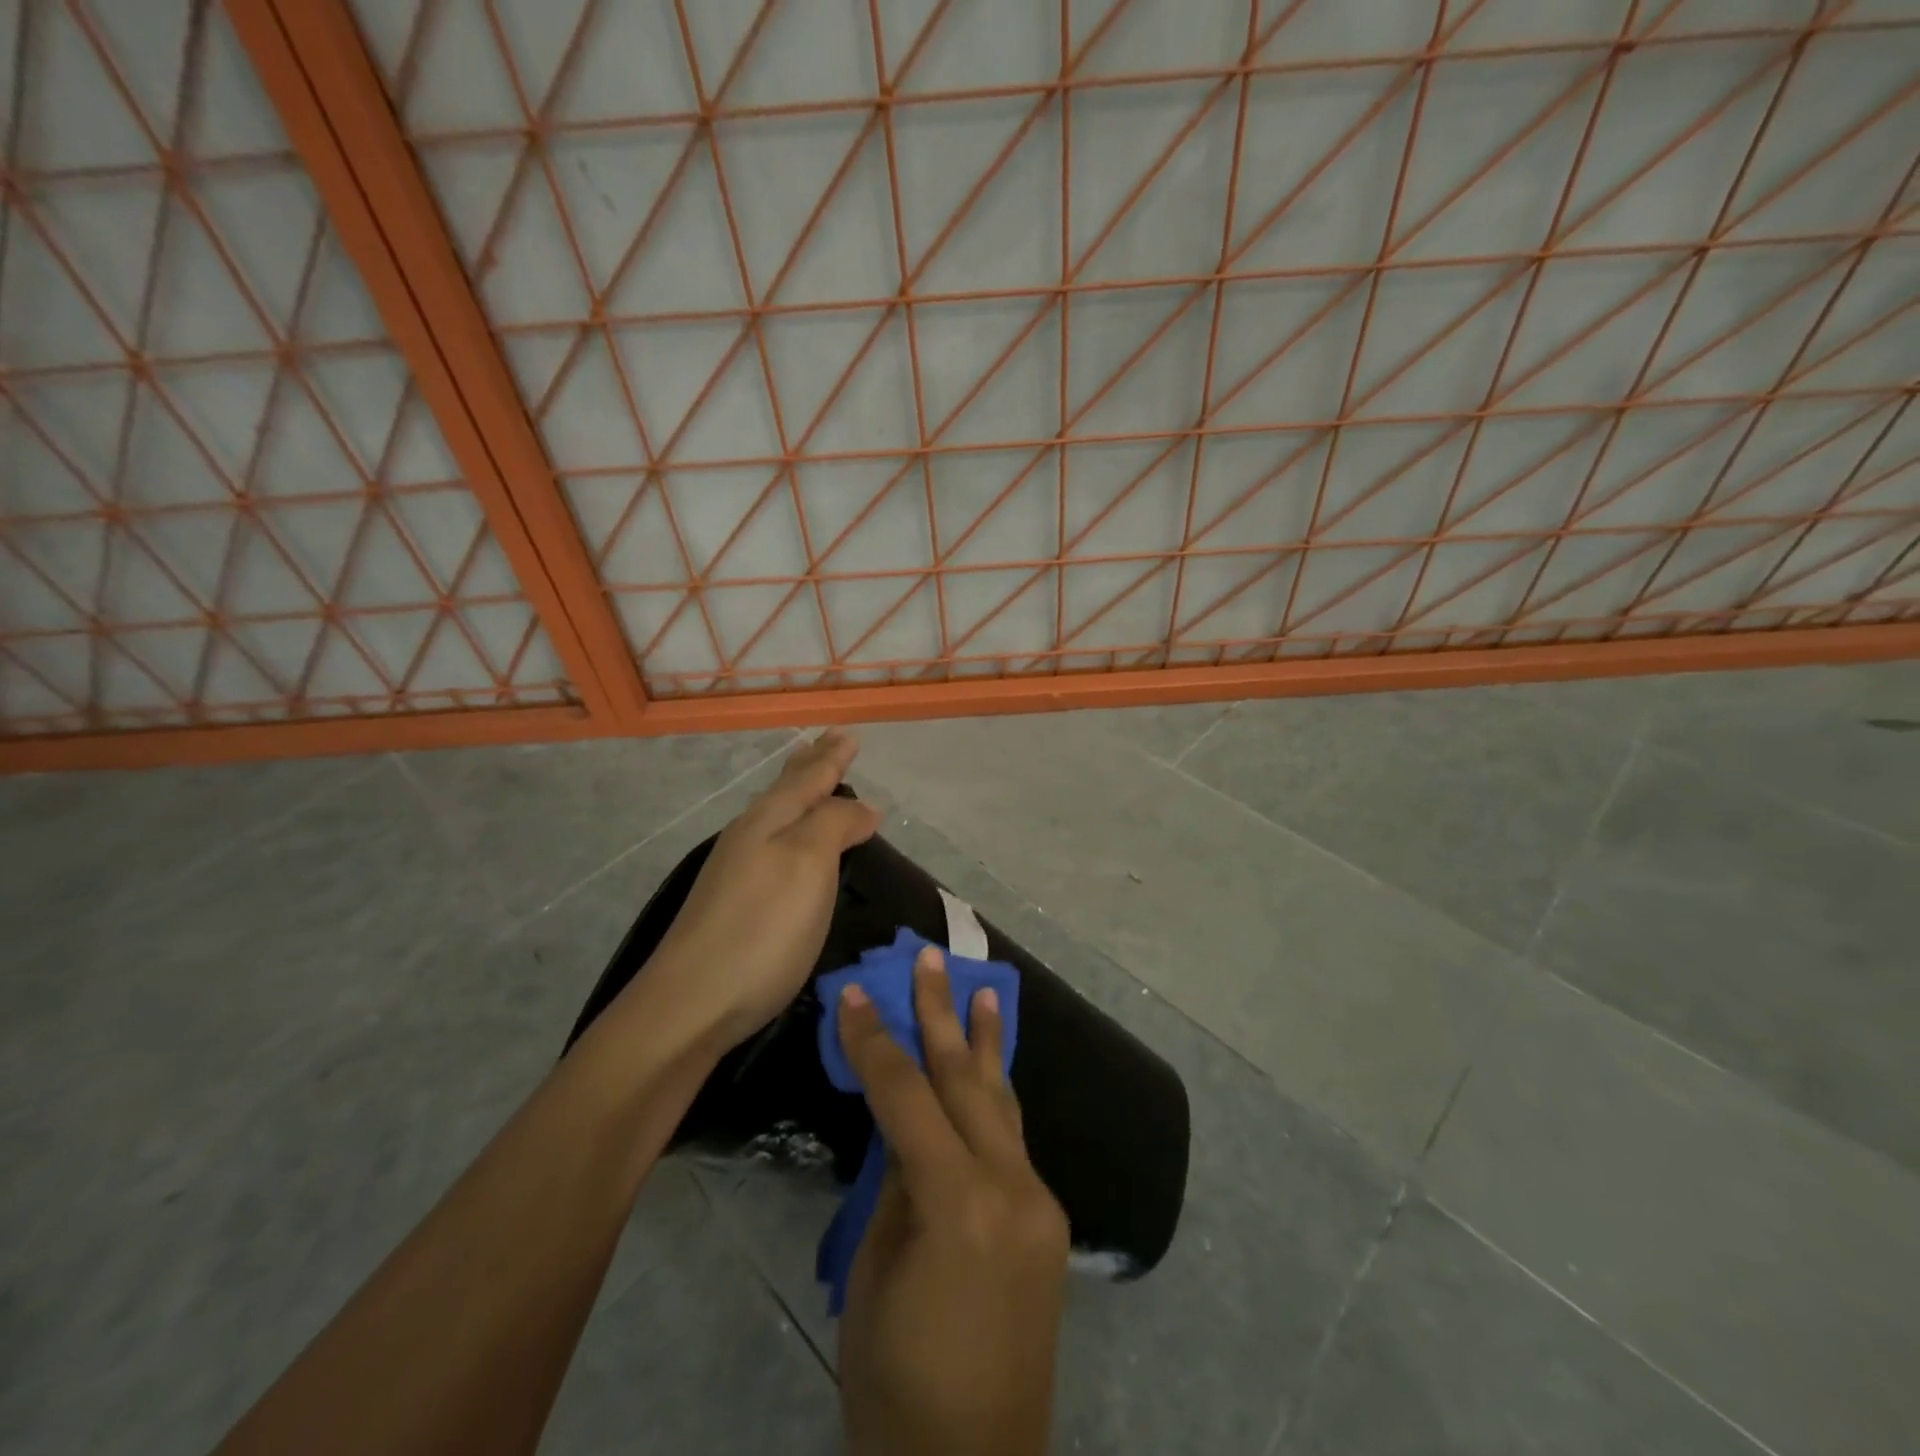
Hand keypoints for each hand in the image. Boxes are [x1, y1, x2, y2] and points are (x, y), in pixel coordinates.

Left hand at [647, 731, 879, 1048]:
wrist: (692, 1003)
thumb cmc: (762, 928)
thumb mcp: (808, 864)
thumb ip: (835, 824)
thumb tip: (861, 805)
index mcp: (770, 820)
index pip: (809, 778)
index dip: (831, 757)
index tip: (848, 735)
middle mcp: (750, 836)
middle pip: (787, 791)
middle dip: (812, 765)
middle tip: (829, 742)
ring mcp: (736, 870)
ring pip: (776, 815)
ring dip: (799, 793)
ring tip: (813, 780)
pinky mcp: (733, 902)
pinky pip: (770, 843)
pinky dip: (790, 828)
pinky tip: (788, 839)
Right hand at [837, 947, 1069, 1455]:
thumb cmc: (897, 1380)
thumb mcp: (874, 1275)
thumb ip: (895, 1186)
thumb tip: (903, 1127)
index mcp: (959, 1203)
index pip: (907, 1097)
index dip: (875, 1042)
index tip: (853, 993)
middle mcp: (1012, 1188)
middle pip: (966, 1081)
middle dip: (942, 1014)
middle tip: (932, 958)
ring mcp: (1039, 1201)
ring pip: (1002, 1101)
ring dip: (986, 1043)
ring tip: (983, 989)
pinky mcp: (1048, 1218)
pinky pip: (1012, 1139)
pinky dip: (993, 1097)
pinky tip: (989, 1068)